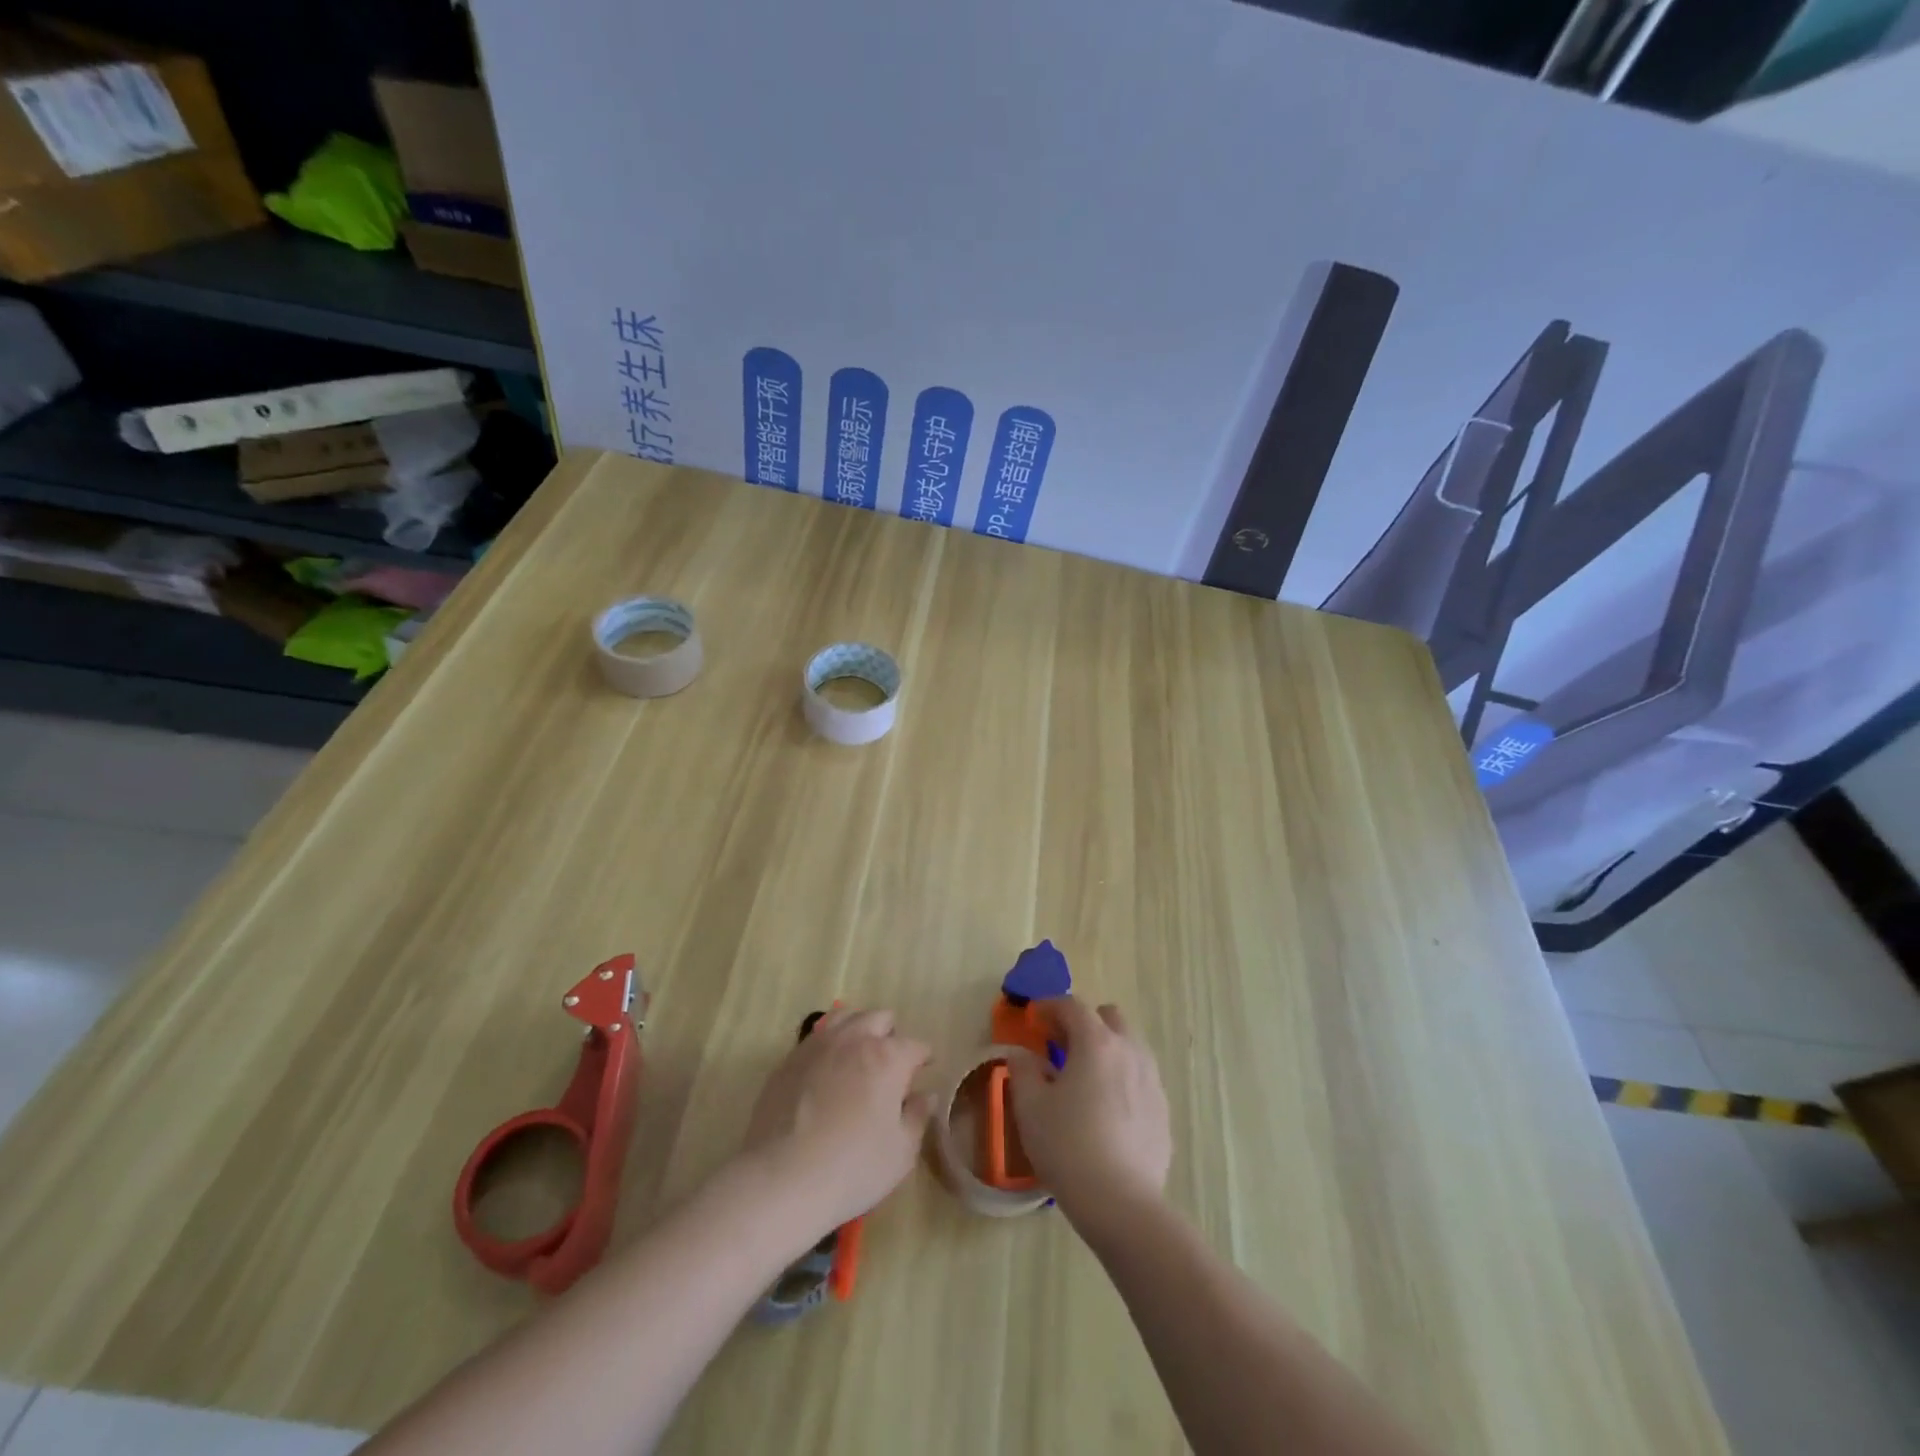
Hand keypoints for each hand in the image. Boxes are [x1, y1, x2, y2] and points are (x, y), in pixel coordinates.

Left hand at [738, 1008, 933, 1241]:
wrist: (780, 1179)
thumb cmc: (852, 1168)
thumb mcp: (901, 1152)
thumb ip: (917, 1117)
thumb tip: (925, 1095)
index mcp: (887, 1057)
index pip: (915, 1045)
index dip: (923, 1058)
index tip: (923, 1071)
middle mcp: (853, 1039)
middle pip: (879, 1018)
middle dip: (890, 1036)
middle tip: (890, 1066)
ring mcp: (817, 1045)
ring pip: (844, 1017)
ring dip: (858, 1030)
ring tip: (857, 1058)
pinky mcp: (789, 1059)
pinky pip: (816, 1037)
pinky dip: (828, 1046)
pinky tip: (825, 1073)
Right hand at [1009, 998, 1171, 1230]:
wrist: (1121, 1203)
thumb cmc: (1068, 1146)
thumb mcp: (1029, 1106)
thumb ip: (1022, 1070)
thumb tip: (1023, 1055)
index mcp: (1096, 1042)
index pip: (1072, 1006)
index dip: (1049, 1006)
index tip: (1033, 1017)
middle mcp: (1129, 1050)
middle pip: (1109, 1017)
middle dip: (1084, 1023)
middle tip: (1061, 1046)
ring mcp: (1151, 1079)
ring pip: (1129, 1045)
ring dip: (1106, 1048)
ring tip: (1085, 1077)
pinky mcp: (1163, 1109)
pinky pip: (1140, 1077)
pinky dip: (1121, 1077)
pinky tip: (1106, 1108)